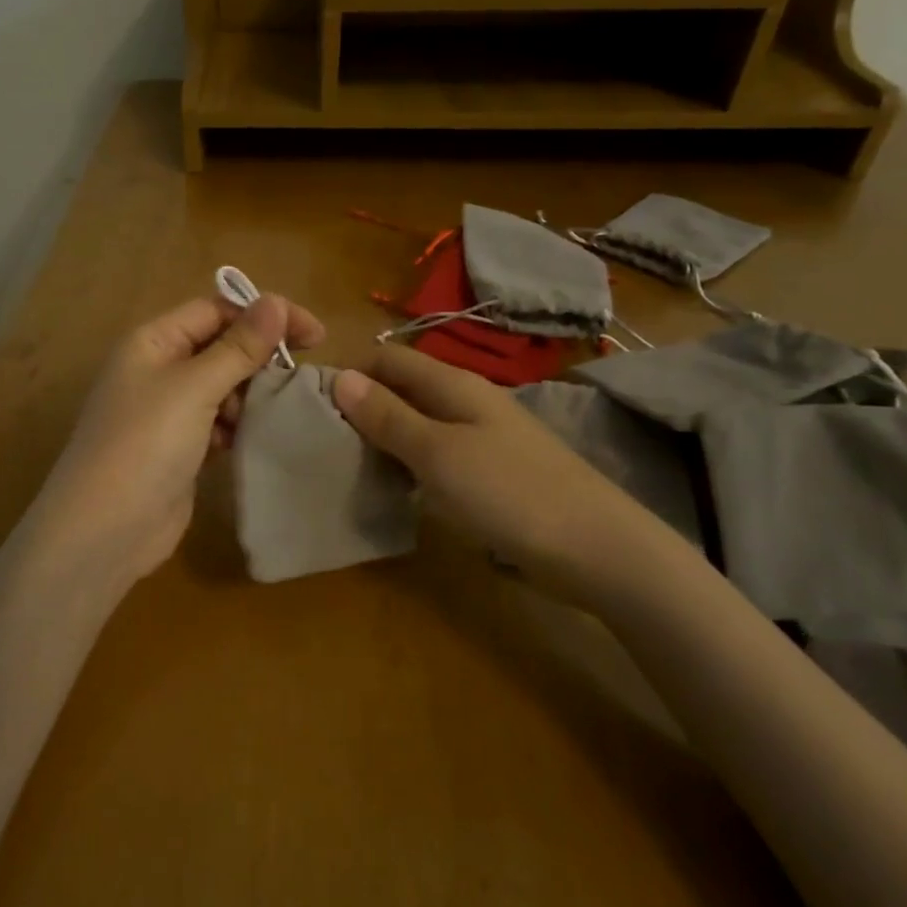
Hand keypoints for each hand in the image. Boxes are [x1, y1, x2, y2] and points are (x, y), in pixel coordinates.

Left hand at [26, 293, 326, 590]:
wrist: (105, 530)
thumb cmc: (146, 444)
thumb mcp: (194, 387)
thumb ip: (239, 346)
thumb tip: (275, 301)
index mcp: (153, 341)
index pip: (216, 310)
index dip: (264, 315)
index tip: (315, 335)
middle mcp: (159, 369)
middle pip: (221, 347)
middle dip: (260, 357)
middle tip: (302, 374)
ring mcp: (168, 412)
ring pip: (223, 387)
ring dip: (252, 393)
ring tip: (278, 409)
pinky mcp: (181, 448)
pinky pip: (219, 422)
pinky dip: (239, 425)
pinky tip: (255, 436)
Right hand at [332, 346, 679, 609]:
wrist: (594, 547)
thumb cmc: (509, 492)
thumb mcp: (438, 453)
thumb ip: (388, 416)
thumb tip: (340, 379)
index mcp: (453, 384)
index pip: (388, 358)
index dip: (350, 373)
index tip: (311, 405)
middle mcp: (467, 401)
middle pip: (402, 389)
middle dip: (362, 406)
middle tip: (322, 441)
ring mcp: (481, 437)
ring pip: (417, 423)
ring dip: (383, 437)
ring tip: (346, 465)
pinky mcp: (489, 471)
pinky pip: (435, 454)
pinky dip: (408, 463)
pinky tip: (394, 488)